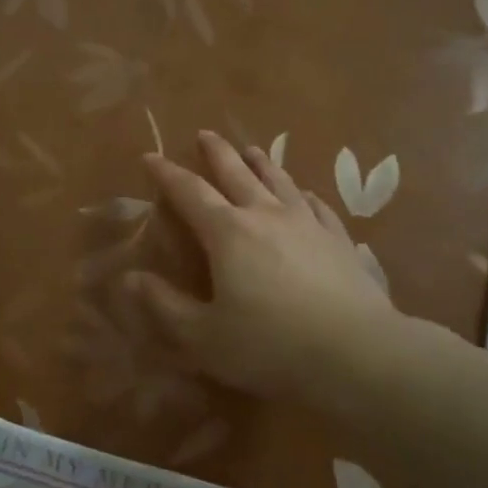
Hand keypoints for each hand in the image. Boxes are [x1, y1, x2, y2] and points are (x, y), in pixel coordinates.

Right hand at [128, 131, 401, 403]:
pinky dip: (303, 193)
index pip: (189, 192)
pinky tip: (304, 193)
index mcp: (228, 233)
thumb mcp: (203, 336)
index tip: (150, 156)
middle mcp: (266, 215)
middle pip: (237, 173)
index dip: (166, 173)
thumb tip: (131, 278)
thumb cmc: (269, 346)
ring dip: (261, 162)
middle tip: (204, 134)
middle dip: (216, 153)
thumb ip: (165, 306)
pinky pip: (317, 205)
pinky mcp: (339, 240)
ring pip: (279, 181)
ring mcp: (308, 224)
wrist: (356, 353)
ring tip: (252, 149)